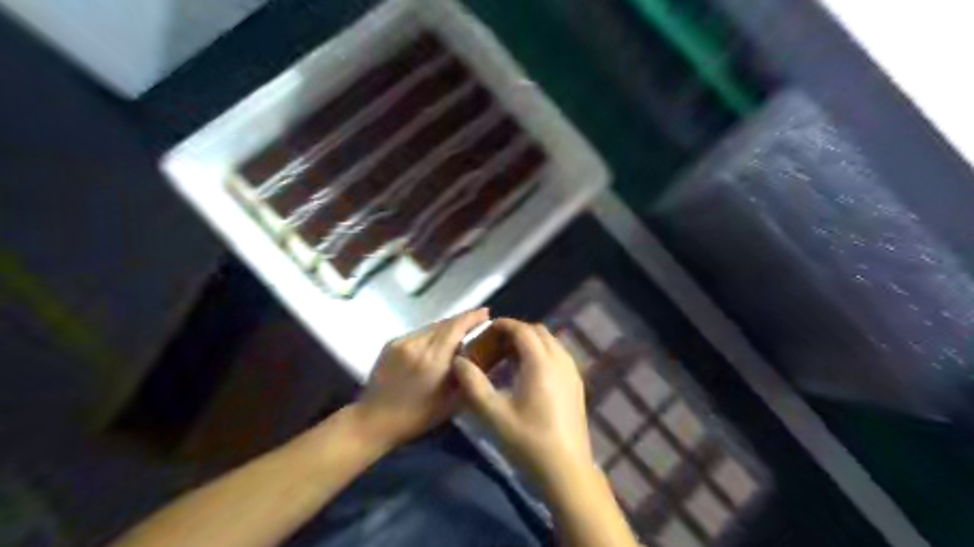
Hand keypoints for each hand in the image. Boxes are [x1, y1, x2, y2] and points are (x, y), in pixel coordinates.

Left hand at [355, 307, 491, 447]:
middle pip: (444, 323)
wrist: (374, 420)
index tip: (486, 313)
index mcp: (433, 359)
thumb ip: (466, 375)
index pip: (456, 327)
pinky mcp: (391, 343)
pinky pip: (418, 333)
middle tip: (476, 323)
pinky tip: (435, 345)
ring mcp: (401, 341)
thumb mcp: (451, 402)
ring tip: (458, 335)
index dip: (472, 317)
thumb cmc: (417, 417)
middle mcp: (417, 344)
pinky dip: (430, 335)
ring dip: (446, 328)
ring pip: (431, 327)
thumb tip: (481, 355)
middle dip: (462, 321)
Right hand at [456, 317, 597, 487]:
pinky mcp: (576, 384)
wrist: (566, 469)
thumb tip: (459, 361)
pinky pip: (558, 355)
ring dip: (530, 341)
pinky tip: (528, 372)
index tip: (487, 328)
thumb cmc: (528, 441)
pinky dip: (542, 352)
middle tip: (495, 342)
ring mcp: (572, 372)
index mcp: (541, 364)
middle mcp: (560, 361)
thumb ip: (473, 384)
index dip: (504, 325)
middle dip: (517, 331)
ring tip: (509, 356)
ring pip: (551, 342)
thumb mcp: (494, 414)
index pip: (523, 330)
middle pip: (539, 332)